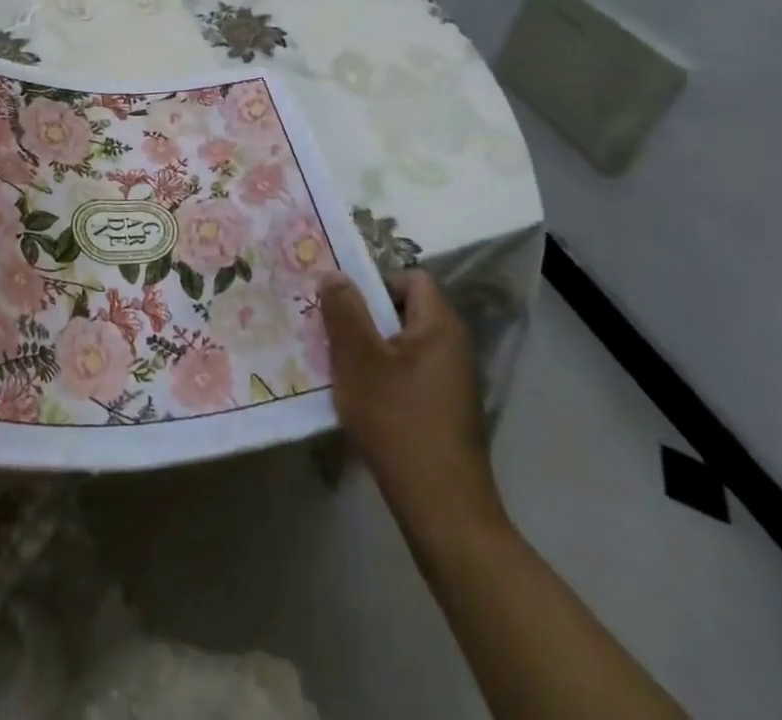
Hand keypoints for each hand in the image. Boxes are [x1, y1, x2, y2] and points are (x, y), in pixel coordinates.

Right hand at [321, 270, 507, 541]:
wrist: (442, 508)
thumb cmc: (398, 420)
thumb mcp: (358, 359)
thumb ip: (344, 311)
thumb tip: (334, 274)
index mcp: (439, 326)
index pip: (410, 278)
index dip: (375, 282)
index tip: (342, 302)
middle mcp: (453, 347)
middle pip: (404, 311)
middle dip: (363, 317)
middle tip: (328, 330)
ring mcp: (451, 382)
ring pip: (402, 346)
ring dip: (368, 350)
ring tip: (336, 365)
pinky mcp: (444, 412)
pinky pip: (408, 375)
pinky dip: (382, 378)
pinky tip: (358, 399)